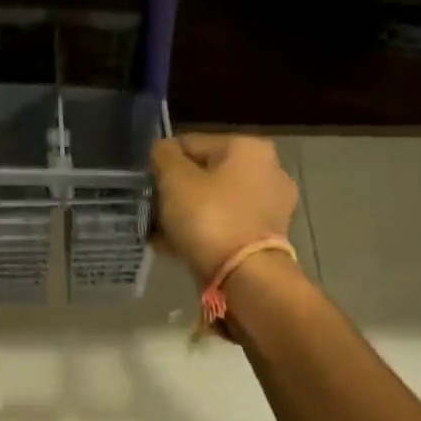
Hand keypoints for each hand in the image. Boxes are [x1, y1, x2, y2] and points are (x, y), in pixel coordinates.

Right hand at [149, 134, 299, 285]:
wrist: (246, 277)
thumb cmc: (209, 217)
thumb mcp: (175, 180)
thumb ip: (164, 156)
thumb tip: (162, 149)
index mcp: (249, 148)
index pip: (191, 143)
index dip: (163, 163)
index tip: (147, 185)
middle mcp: (269, 170)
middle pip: (206, 173)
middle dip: (178, 191)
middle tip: (153, 209)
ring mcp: (272, 206)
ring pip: (216, 201)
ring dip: (189, 213)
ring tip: (161, 232)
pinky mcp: (268, 237)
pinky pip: (226, 225)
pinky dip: (204, 231)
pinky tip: (178, 246)